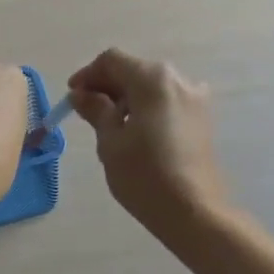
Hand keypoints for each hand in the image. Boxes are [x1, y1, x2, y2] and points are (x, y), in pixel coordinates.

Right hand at [68, 48, 229, 240]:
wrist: (194, 212)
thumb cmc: (145, 176)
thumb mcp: (111, 142)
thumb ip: (96, 110)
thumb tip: (81, 94)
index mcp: (153, 79)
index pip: (112, 61)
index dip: (88, 75)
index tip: (72, 97)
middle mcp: (179, 79)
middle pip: (134, 70)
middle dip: (107, 86)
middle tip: (86, 112)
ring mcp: (195, 99)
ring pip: (151, 87)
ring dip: (127, 98)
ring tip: (109, 126)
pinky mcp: (202, 119)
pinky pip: (167, 102)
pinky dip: (146, 108)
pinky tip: (134, 133)